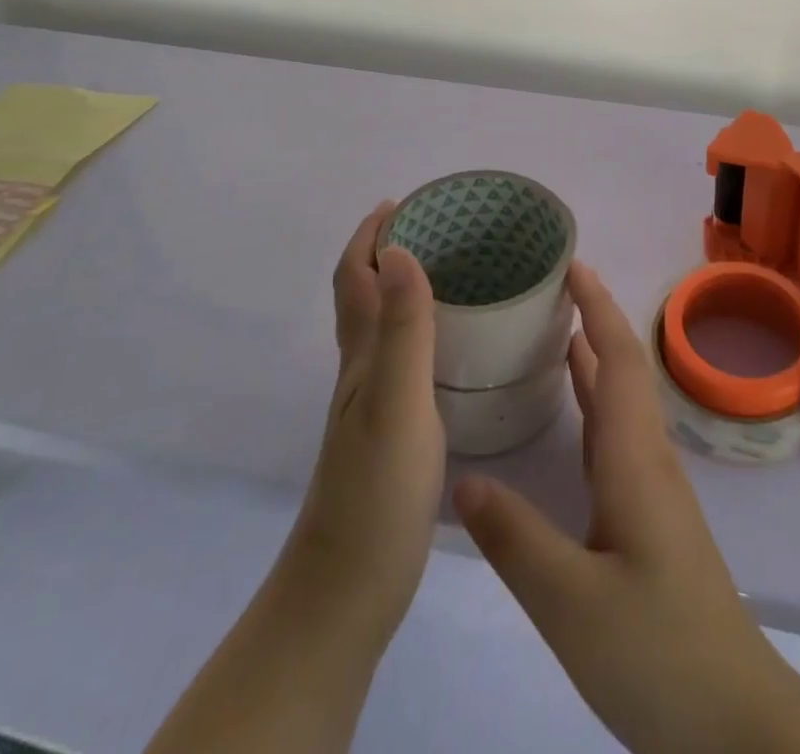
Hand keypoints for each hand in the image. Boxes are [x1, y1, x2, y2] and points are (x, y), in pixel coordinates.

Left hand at [148, 204, 443, 753]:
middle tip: (440, 229)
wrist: (346, 596)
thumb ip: (402, 329)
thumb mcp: (396, 403)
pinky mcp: (390, 434)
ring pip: (382, 327)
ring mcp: (371, 405)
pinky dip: (420, 332)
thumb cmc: (375, 494)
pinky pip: (403, 360)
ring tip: (453, 272)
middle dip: (389, 251)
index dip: (370, 235)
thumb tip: (400, 250)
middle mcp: (360, 372)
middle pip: (363, 295)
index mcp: (360, 357)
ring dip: (403, 288)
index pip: (353, 277)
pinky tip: (450, 346)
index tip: (403, 203)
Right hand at [453, 265, 799, 753]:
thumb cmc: (658, 650)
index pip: (618, 358)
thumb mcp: (572, 603)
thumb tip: (463, 478)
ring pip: (621, 398)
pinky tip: (570, 409)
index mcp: (634, 458)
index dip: (596, 306)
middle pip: (623, 366)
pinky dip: (593, 399)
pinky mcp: (649, 513)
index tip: (571, 263)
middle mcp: (647, 457)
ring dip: (593, 354)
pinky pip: (616, 432)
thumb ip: (516, 539)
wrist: (732, 717)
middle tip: (549, 284)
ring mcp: (652, 485)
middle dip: (593, 316)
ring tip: (550, 327)